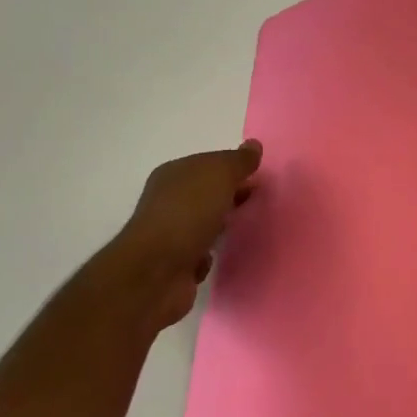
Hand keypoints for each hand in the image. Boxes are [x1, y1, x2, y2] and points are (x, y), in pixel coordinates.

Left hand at [98, 140, 262, 331]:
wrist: (157, 271)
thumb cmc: (188, 214)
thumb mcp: (219, 176)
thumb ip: (238, 161)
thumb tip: (254, 145)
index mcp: (174, 174)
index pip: (209, 163)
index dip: (234, 168)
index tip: (259, 177)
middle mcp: (168, 200)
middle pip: (208, 192)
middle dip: (232, 194)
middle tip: (259, 200)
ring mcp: (171, 232)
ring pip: (205, 222)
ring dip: (223, 224)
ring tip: (247, 226)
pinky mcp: (176, 262)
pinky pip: (201, 252)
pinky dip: (211, 253)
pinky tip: (222, 254)